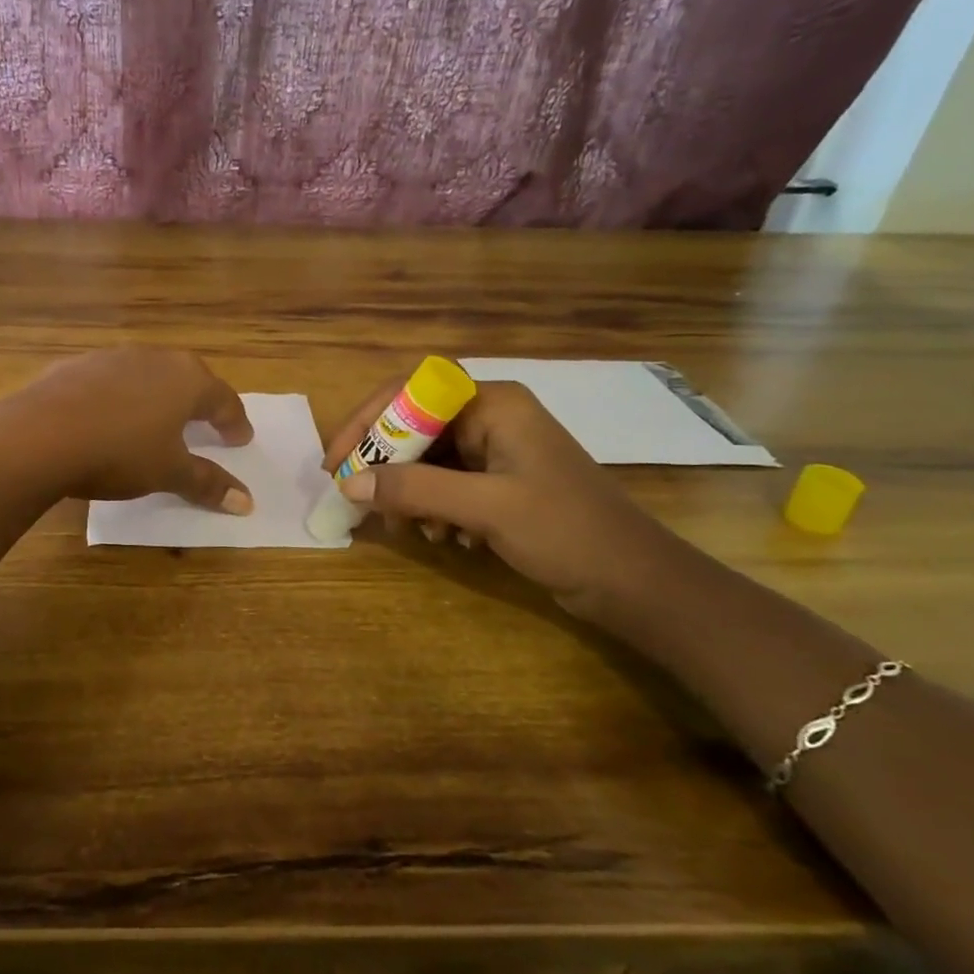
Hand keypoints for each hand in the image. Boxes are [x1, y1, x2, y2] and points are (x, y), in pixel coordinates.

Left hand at [7, 348, 254, 512]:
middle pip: (188, 379)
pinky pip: (110, 381)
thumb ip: (208, 483)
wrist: (40, 435)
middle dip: (200, 403)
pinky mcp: (76, 365)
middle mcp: (154, 358)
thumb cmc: (119, 453)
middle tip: (206, 424)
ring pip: (148, 375)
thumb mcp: (168, 473)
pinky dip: (119, 398)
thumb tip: (247, 502)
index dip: (234, 423)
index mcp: (187, 380)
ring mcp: (112, 357)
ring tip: (157, 421)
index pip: (224, 399)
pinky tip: (108, 418)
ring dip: (158, 396)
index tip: (240, 440)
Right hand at [322, 377, 676, 615]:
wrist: (635, 582)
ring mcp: (497, 452)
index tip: (337, 460)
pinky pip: (446, 485)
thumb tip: (349, 483)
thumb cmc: (567, 531)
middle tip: (360, 499)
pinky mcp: (500, 484)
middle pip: (414, 427)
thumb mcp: (486, 508)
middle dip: (386, 466)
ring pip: (427, 460)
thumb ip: (415, 491)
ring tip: (412, 529)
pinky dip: (434, 509)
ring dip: (410, 493)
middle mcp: (491, 418)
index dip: (367, 420)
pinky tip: (447, 538)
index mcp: (493, 404)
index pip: (411, 391)